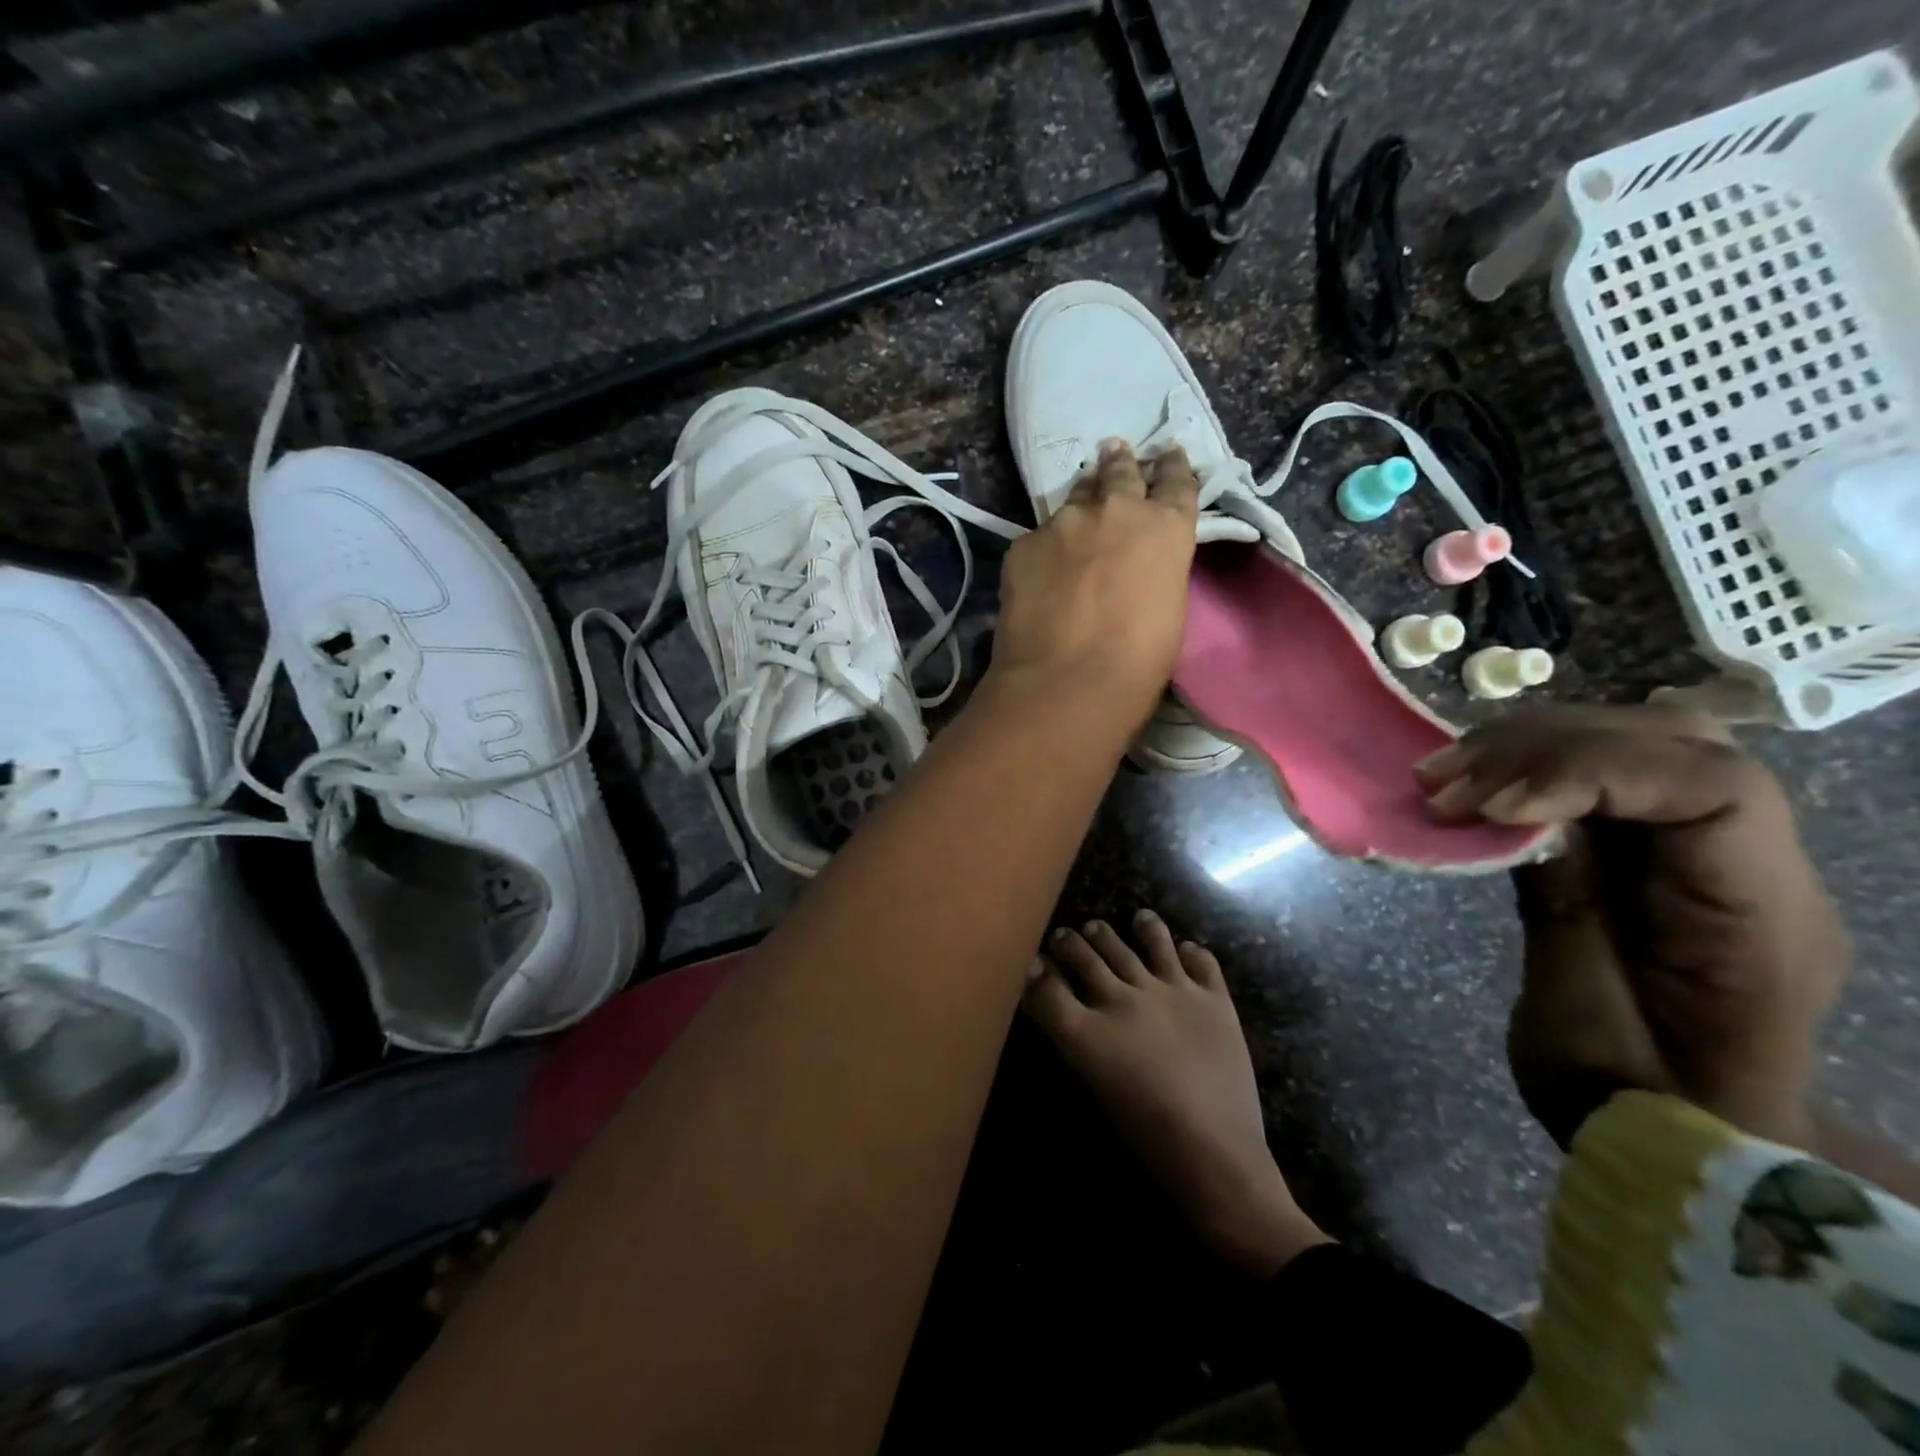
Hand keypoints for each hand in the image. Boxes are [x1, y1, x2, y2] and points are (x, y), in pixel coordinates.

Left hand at [991, 440, 1198, 722]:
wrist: (1066, 681)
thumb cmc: (1137, 661)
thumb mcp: (1169, 609)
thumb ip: (1156, 570)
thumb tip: (1137, 566)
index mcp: (1166, 528)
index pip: (1176, 483)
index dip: (1173, 467)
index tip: (1169, 454)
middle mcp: (1117, 511)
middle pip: (1120, 473)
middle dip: (1121, 462)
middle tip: (1116, 450)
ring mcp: (1064, 523)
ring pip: (1075, 499)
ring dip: (1082, 498)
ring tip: (1080, 499)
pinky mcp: (1023, 544)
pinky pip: (1039, 539)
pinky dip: (1045, 548)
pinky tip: (1042, 569)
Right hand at [1415, 704, 1848, 1147]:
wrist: (1678, 1138)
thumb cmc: (1629, 1103)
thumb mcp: (1577, 1019)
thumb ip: (1561, 906)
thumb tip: (1516, 814)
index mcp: (1759, 922)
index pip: (1714, 789)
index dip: (1593, 772)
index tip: (1490, 806)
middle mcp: (1757, 867)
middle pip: (1675, 743)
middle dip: (1546, 747)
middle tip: (1446, 784)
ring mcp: (1709, 851)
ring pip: (1638, 742)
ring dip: (1528, 746)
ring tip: (1442, 779)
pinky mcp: (1657, 849)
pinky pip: (1605, 775)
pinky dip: (1529, 765)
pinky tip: (1471, 783)